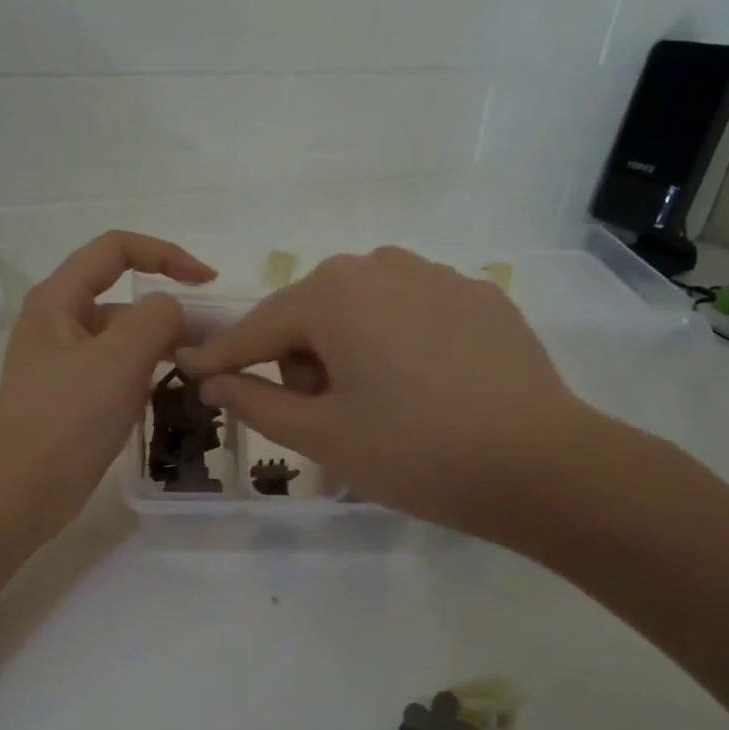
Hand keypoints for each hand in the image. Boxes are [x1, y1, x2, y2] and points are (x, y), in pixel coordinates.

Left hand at [0, 231, 214, 537]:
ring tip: (202, 365)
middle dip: (169, 308)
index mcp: (57, 300)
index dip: (165, 254)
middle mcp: (58, 323)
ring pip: (123, 336)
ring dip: (162, 343)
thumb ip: (157, 318)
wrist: (23, 492)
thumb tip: (172, 311)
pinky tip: (173, 389)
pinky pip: (117, 369)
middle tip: (214, 337)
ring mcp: (64, 362)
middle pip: (122, 295)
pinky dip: (146, 371)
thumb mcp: (120, 358)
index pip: (115, 249)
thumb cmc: (69, 419)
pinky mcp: (74, 396)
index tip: (207, 282)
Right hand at [176, 247, 594, 540]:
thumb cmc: (413, 451)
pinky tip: (427, 388)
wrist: (540, 464)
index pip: (257, 328)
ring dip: (347, 351)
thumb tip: (213, 379)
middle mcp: (380, 265)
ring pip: (360, 310)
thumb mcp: (321, 435)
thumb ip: (255, 401)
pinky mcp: (477, 296)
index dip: (221, 357)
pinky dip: (396, 344)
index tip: (189, 370)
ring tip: (377, 404)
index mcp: (333, 294)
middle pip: (310, 314)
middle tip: (325, 416)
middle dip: (300, 361)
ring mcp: (436, 275)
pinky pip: (409, 313)